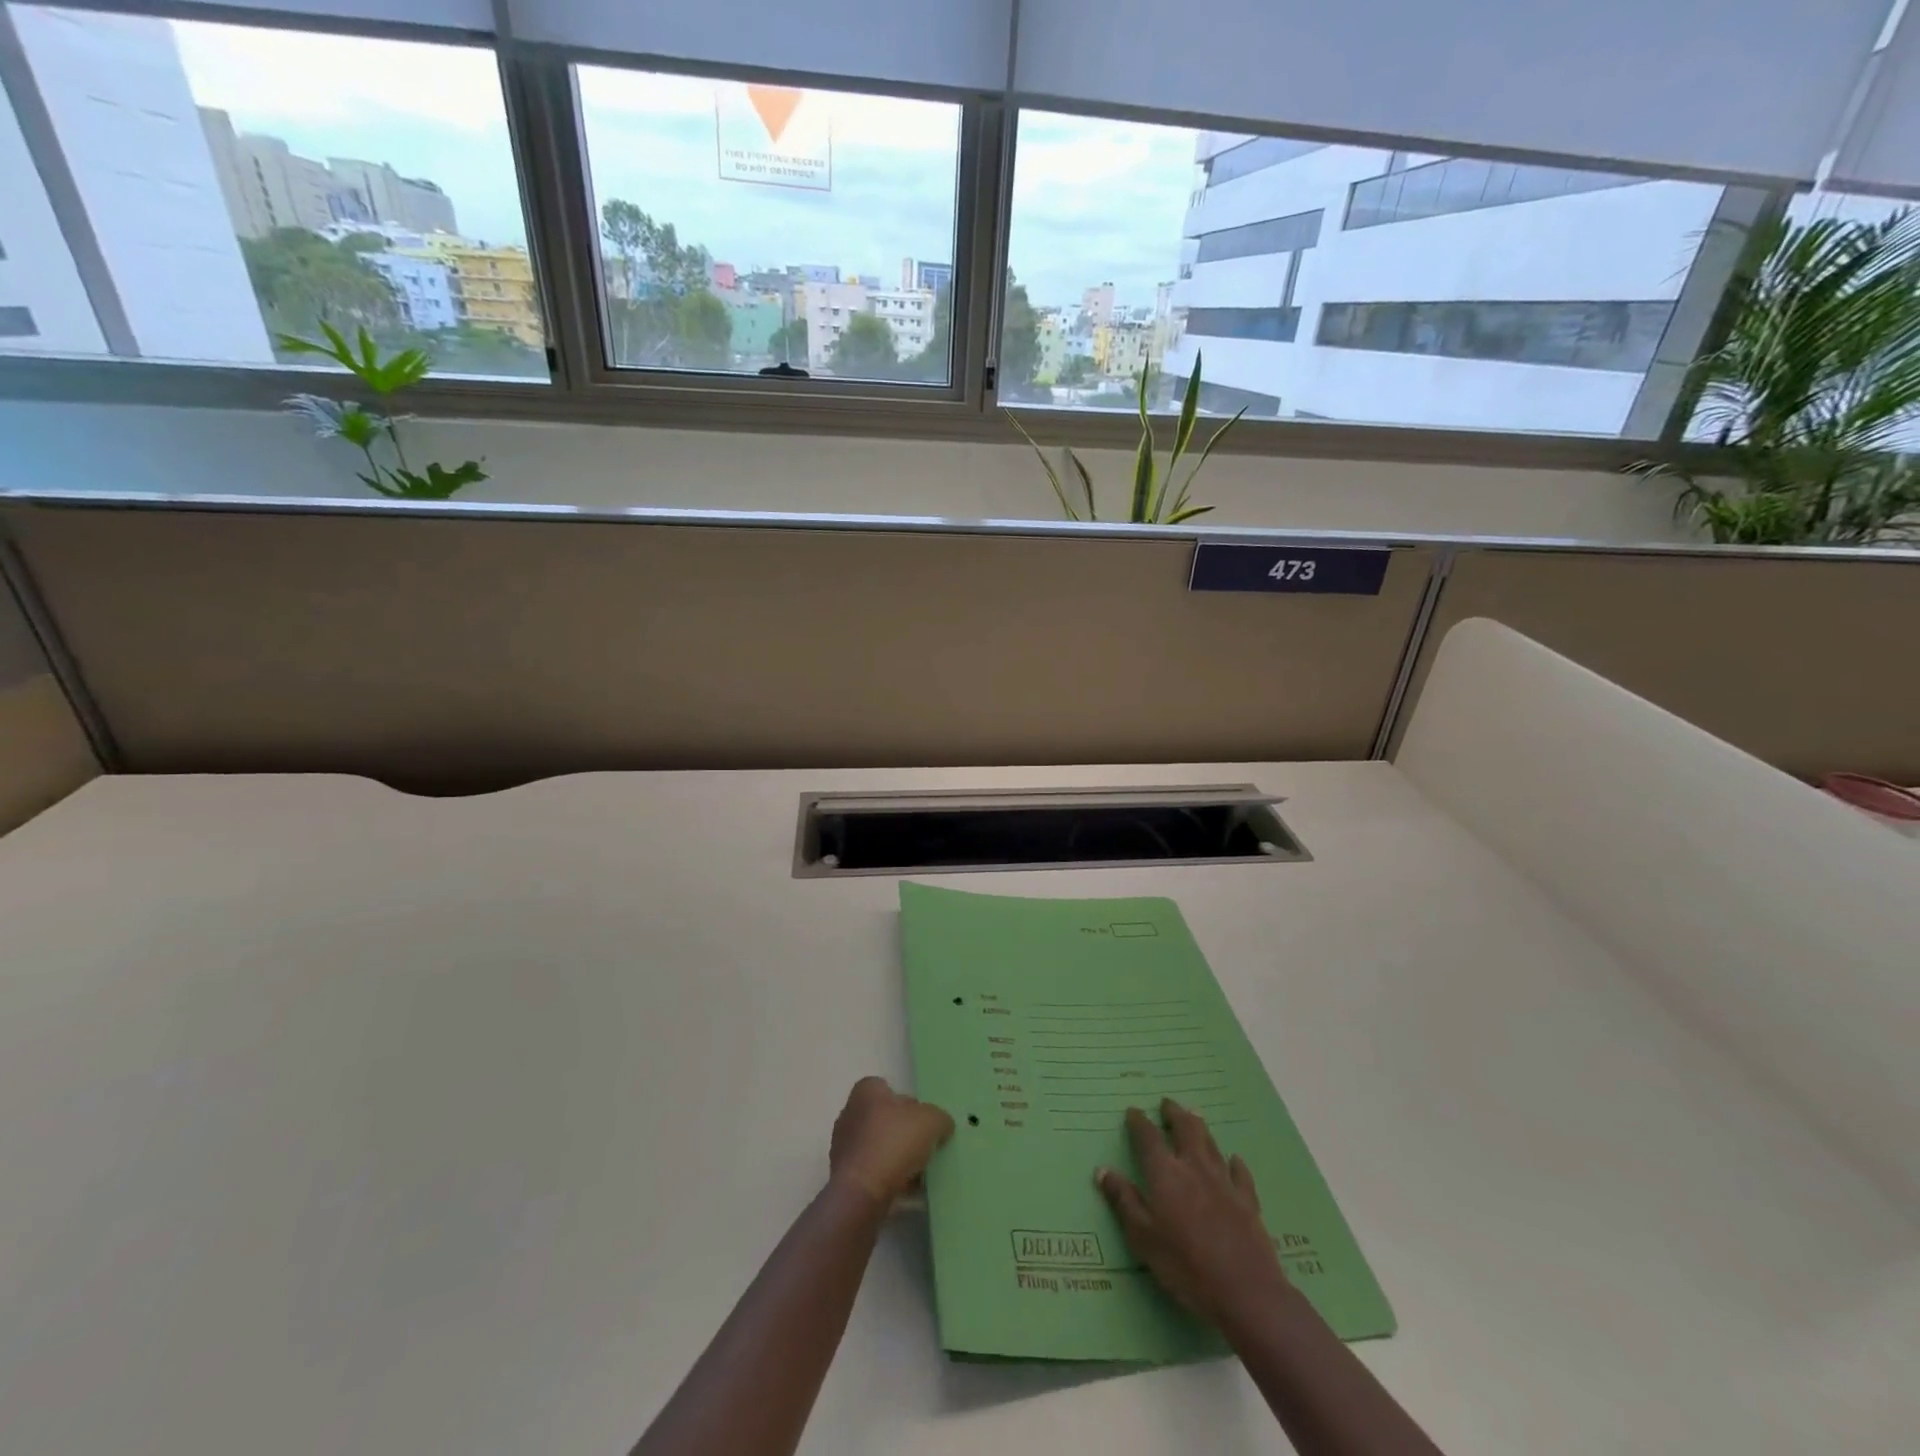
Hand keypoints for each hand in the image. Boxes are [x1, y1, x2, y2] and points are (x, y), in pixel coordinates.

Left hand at [828, 1076, 954, 1209]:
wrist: (861, 1194)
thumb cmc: (893, 1143)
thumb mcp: (931, 1121)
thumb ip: (940, 1118)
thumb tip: (942, 1125)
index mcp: (866, 1092)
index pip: (888, 1088)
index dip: (908, 1102)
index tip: (923, 1120)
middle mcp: (851, 1113)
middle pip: (885, 1119)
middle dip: (904, 1133)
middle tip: (926, 1146)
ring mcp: (845, 1147)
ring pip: (880, 1148)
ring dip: (898, 1159)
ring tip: (921, 1173)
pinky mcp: (845, 1178)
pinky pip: (873, 1173)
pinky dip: (889, 1180)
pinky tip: (908, 1191)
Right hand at [1097, 1098, 1287, 1329]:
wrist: (1245, 1291)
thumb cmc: (1185, 1266)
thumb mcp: (1143, 1238)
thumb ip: (1123, 1201)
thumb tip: (1102, 1170)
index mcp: (1165, 1174)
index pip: (1148, 1138)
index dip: (1139, 1122)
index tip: (1133, 1111)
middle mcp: (1194, 1167)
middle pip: (1185, 1129)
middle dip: (1174, 1113)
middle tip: (1166, 1103)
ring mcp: (1224, 1181)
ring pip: (1210, 1143)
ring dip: (1199, 1126)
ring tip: (1194, 1115)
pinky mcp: (1247, 1200)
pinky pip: (1239, 1172)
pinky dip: (1234, 1162)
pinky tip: (1234, 1159)